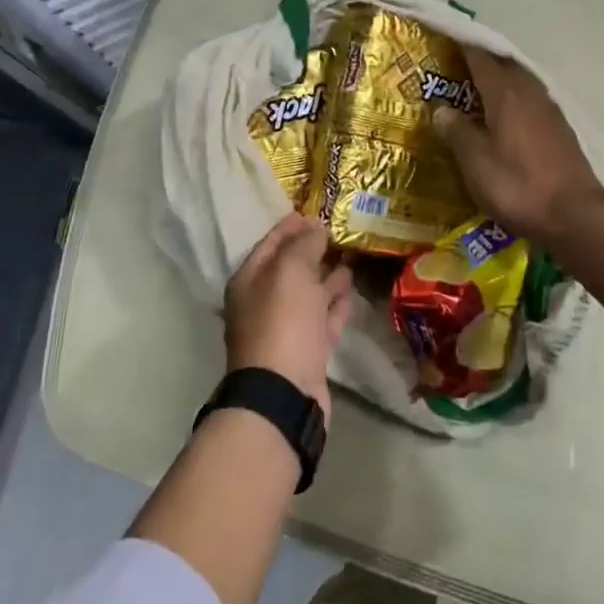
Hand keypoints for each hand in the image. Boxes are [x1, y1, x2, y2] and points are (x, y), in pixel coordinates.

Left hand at [224, 214, 353, 421]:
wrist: (285, 392)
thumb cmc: (282, 322)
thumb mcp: (292, 271)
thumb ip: (304, 244)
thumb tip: (316, 228)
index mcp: (250, 280)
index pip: (270, 244)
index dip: (290, 226)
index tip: (312, 212)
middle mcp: (264, 302)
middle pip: (291, 269)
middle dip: (313, 251)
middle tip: (340, 234)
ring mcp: (286, 329)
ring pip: (309, 294)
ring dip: (328, 278)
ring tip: (352, 259)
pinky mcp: (307, 351)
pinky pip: (323, 319)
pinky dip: (336, 305)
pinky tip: (352, 293)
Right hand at [433, 46, 603, 248]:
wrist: (573, 214)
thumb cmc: (517, 185)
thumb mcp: (475, 162)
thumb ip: (457, 131)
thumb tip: (441, 109)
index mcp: (505, 93)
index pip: (480, 57)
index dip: (462, 45)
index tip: (445, 38)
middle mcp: (529, 92)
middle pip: (503, 64)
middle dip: (481, 59)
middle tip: (457, 63)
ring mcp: (549, 109)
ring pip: (520, 80)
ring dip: (499, 78)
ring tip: (477, 87)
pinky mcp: (560, 128)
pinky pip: (531, 99)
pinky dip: (513, 98)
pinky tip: (504, 115)